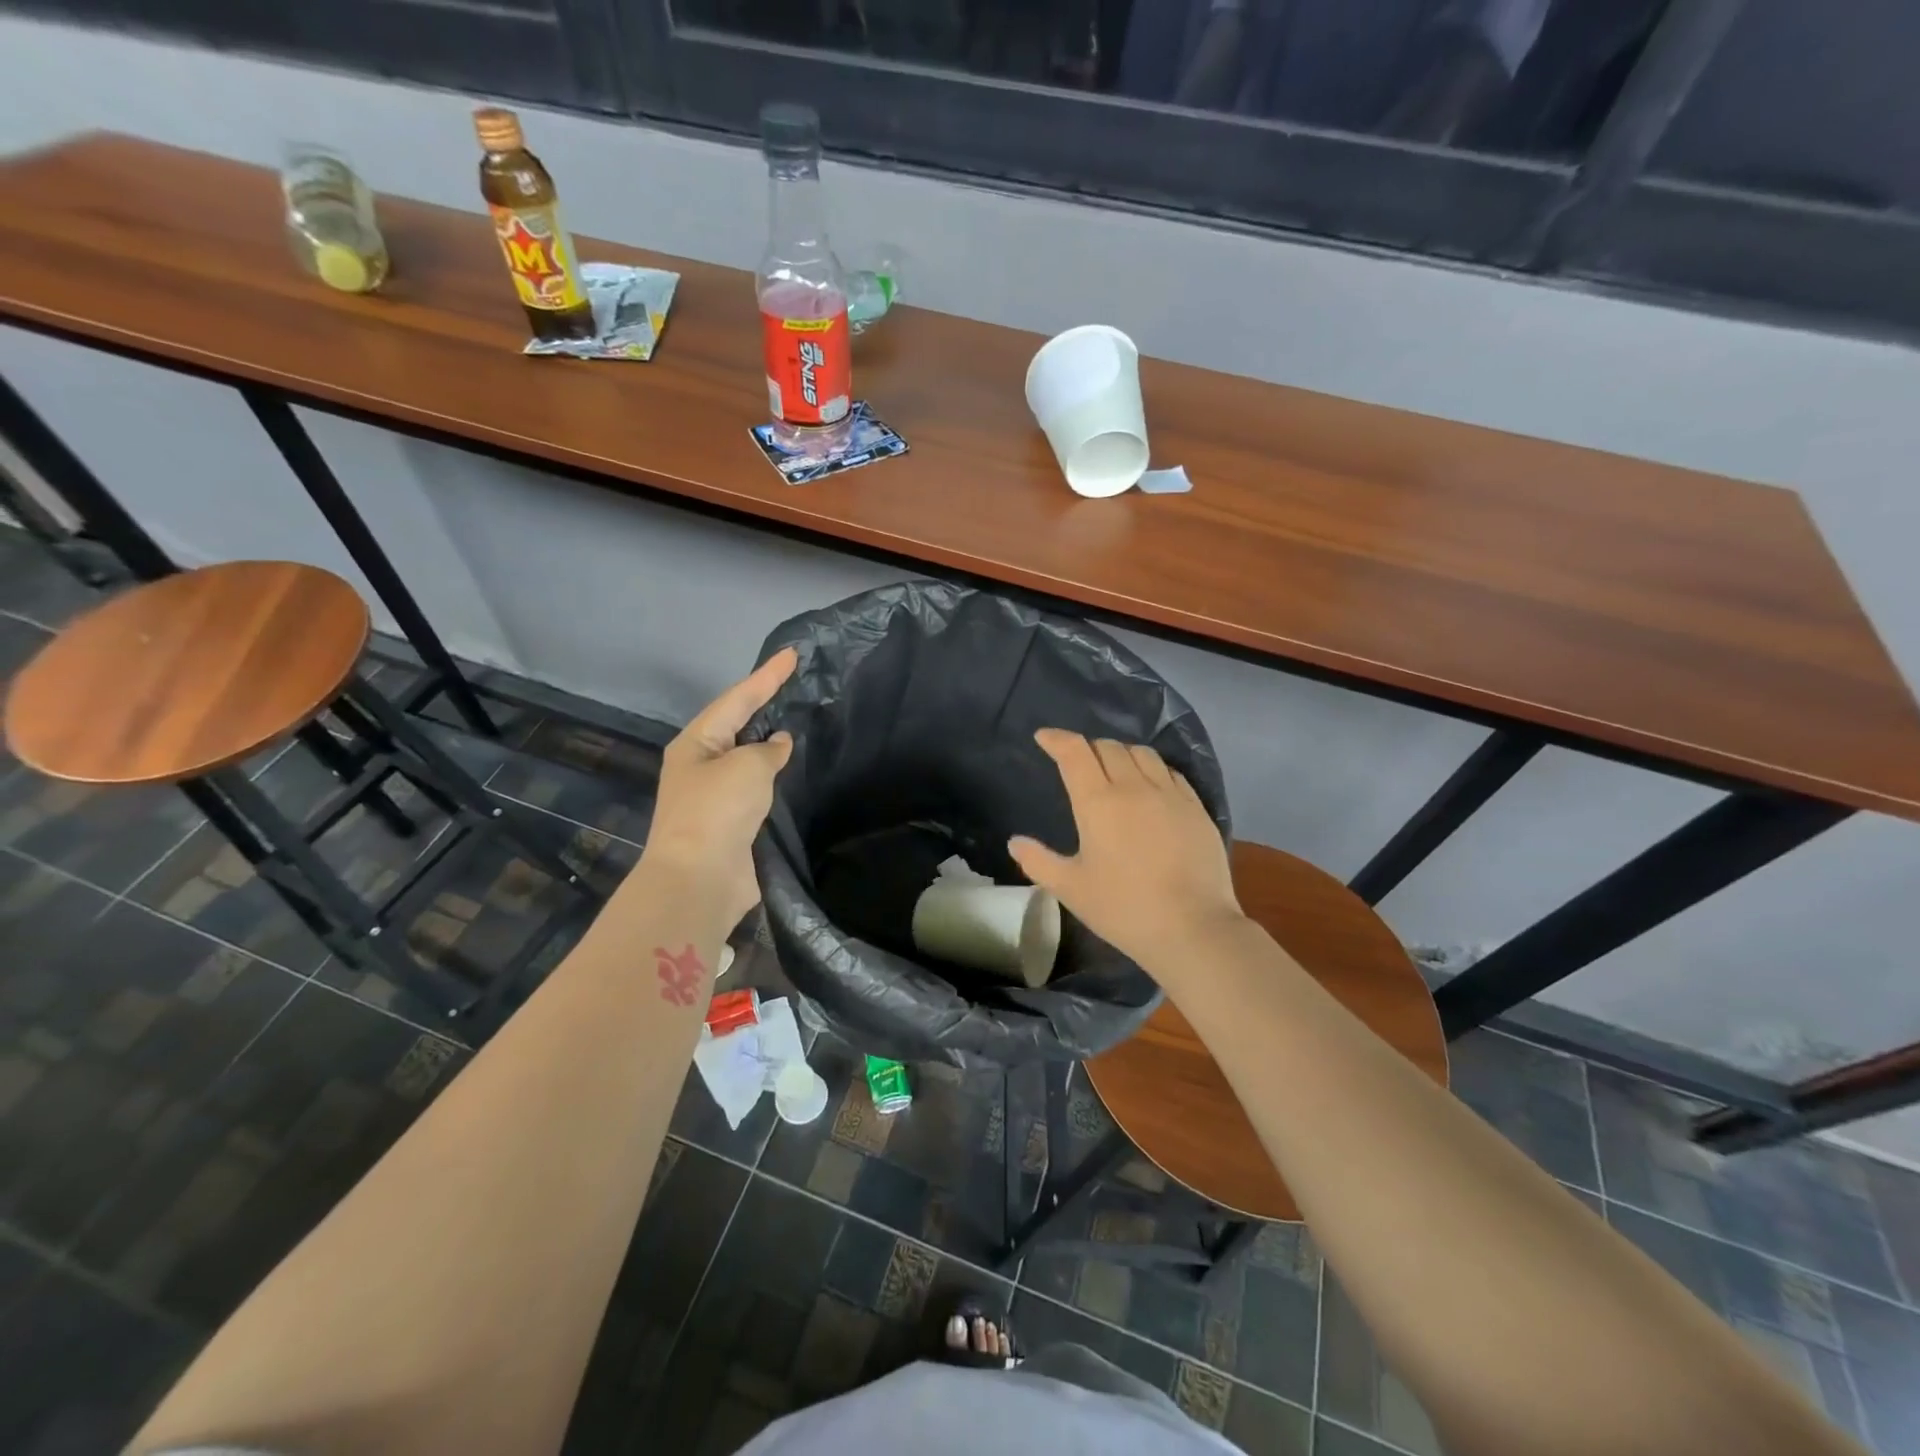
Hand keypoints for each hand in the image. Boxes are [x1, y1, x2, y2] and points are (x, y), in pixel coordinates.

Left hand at [635, 648, 796, 928]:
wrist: (700, 879)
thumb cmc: (718, 811)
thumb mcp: (747, 767)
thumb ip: (768, 749)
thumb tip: (778, 744)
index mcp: (696, 743)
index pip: (737, 699)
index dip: (766, 676)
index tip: (792, 654)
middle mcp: (701, 765)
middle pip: (738, 725)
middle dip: (765, 705)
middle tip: (796, 684)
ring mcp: (715, 796)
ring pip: (748, 759)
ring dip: (771, 743)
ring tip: (801, 722)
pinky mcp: (732, 823)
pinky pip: (757, 789)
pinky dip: (775, 777)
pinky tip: (795, 771)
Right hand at [1009, 729, 1243, 973]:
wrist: (1194, 928)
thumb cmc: (1124, 908)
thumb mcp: (1071, 889)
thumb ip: (1038, 862)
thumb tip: (1015, 842)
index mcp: (1098, 802)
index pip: (1074, 752)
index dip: (1057, 739)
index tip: (1044, 738)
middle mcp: (1134, 787)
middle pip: (1108, 747)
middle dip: (1087, 748)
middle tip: (1078, 763)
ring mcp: (1170, 794)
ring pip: (1142, 753)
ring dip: (1121, 753)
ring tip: (1114, 770)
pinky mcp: (1196, 808)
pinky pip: (1170, 772)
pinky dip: (1152, 769)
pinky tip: (1150, 787)